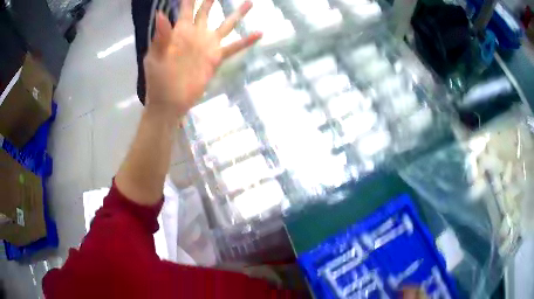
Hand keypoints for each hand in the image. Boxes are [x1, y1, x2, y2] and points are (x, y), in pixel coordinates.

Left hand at [143, 0, 260, 116]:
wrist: (169, 101)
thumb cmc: (158, 79)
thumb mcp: (155, 57)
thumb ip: (161, 36)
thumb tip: (159, 14)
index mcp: (180, 31)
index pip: (186, 8)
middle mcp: (196, 33)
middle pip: (206, 10)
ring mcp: (208, 44)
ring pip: (226, 24)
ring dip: (237, 13)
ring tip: (250, 3)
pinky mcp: (216, 57)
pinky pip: (235, 47)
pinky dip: (247, 41)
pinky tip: (259, 33)